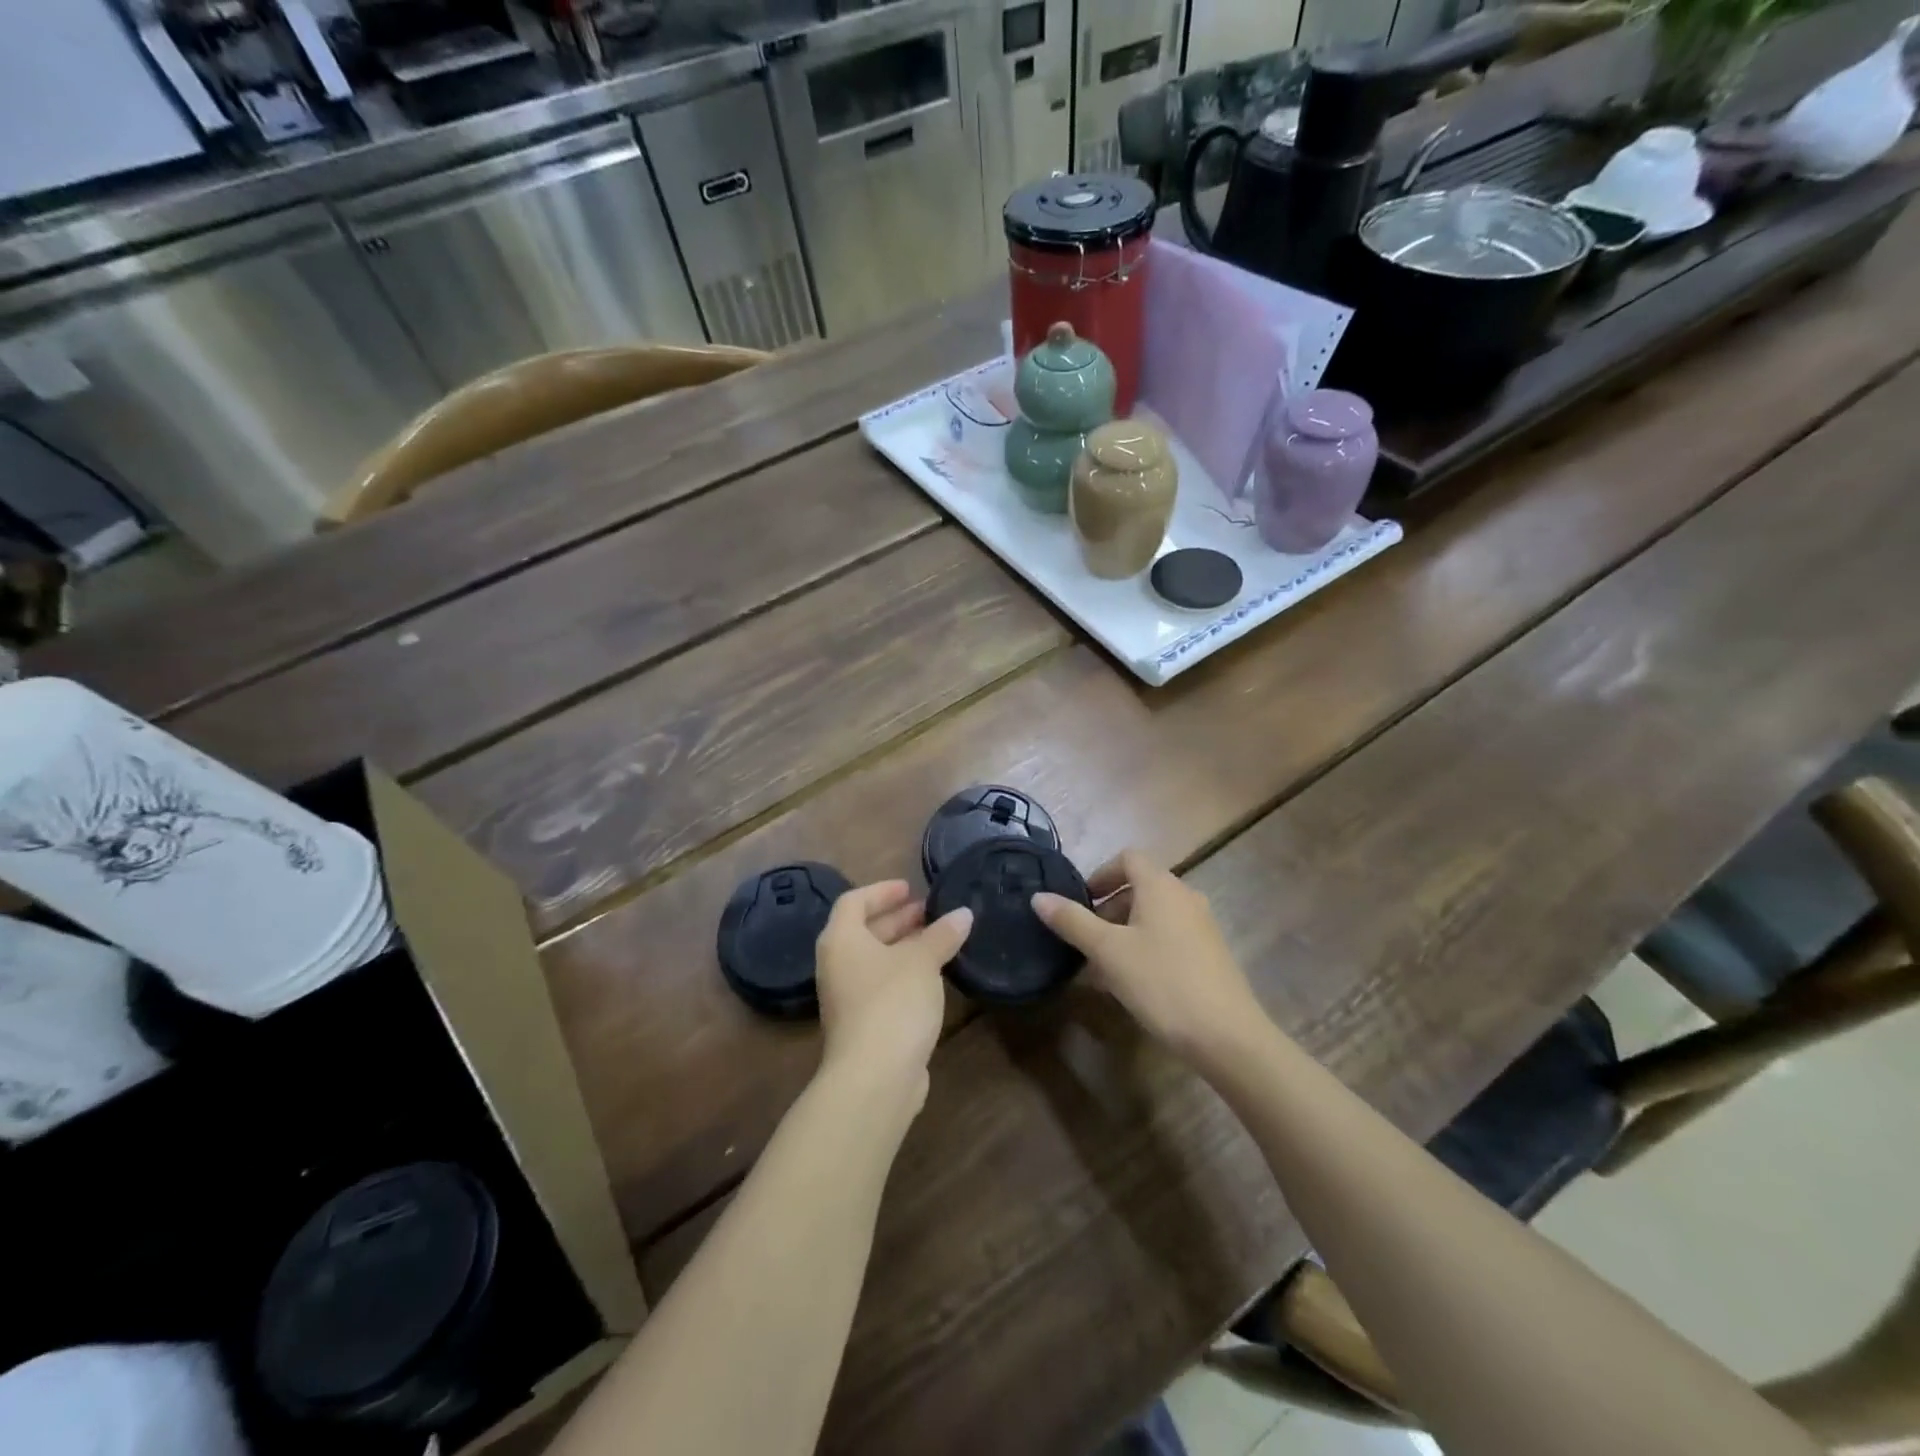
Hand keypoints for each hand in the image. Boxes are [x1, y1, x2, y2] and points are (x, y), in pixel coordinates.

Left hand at [815, 881, 971, 1110]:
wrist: (874, 1078)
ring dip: (904, 947)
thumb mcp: (922, 962)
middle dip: (898, 919)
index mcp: (841, 940)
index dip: (882, 891)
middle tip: (931, 913)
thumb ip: (942, 935)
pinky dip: (904, 974)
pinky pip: (882, 986)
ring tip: (939, 941)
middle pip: (864, 931)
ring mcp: (847, 998)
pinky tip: (933, 978)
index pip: (854, 902)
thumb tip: (963, 913)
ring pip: (876, 960)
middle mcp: (837, 965)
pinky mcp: (863, 1025)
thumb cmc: (893, 1003)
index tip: (911, 888)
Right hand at [1033, 850, 1262, 1063]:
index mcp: (1161, 886)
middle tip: (1086, 939)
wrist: (1226, 1035)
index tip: (1081, 902)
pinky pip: (1169, 937)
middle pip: (1140, 887)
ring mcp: (1202, 926)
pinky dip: (1146, 947)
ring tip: (1103, 967)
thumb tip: (1038, 897)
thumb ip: (1072, 921)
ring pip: (1153, 915)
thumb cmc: (1161, 981)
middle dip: (1108, 908)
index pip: (1128, 858)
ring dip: (1124, 932)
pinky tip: (1133, 984)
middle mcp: (1185, 896)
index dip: (1101, 874)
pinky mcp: (1210, 954)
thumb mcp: (1108, 951)